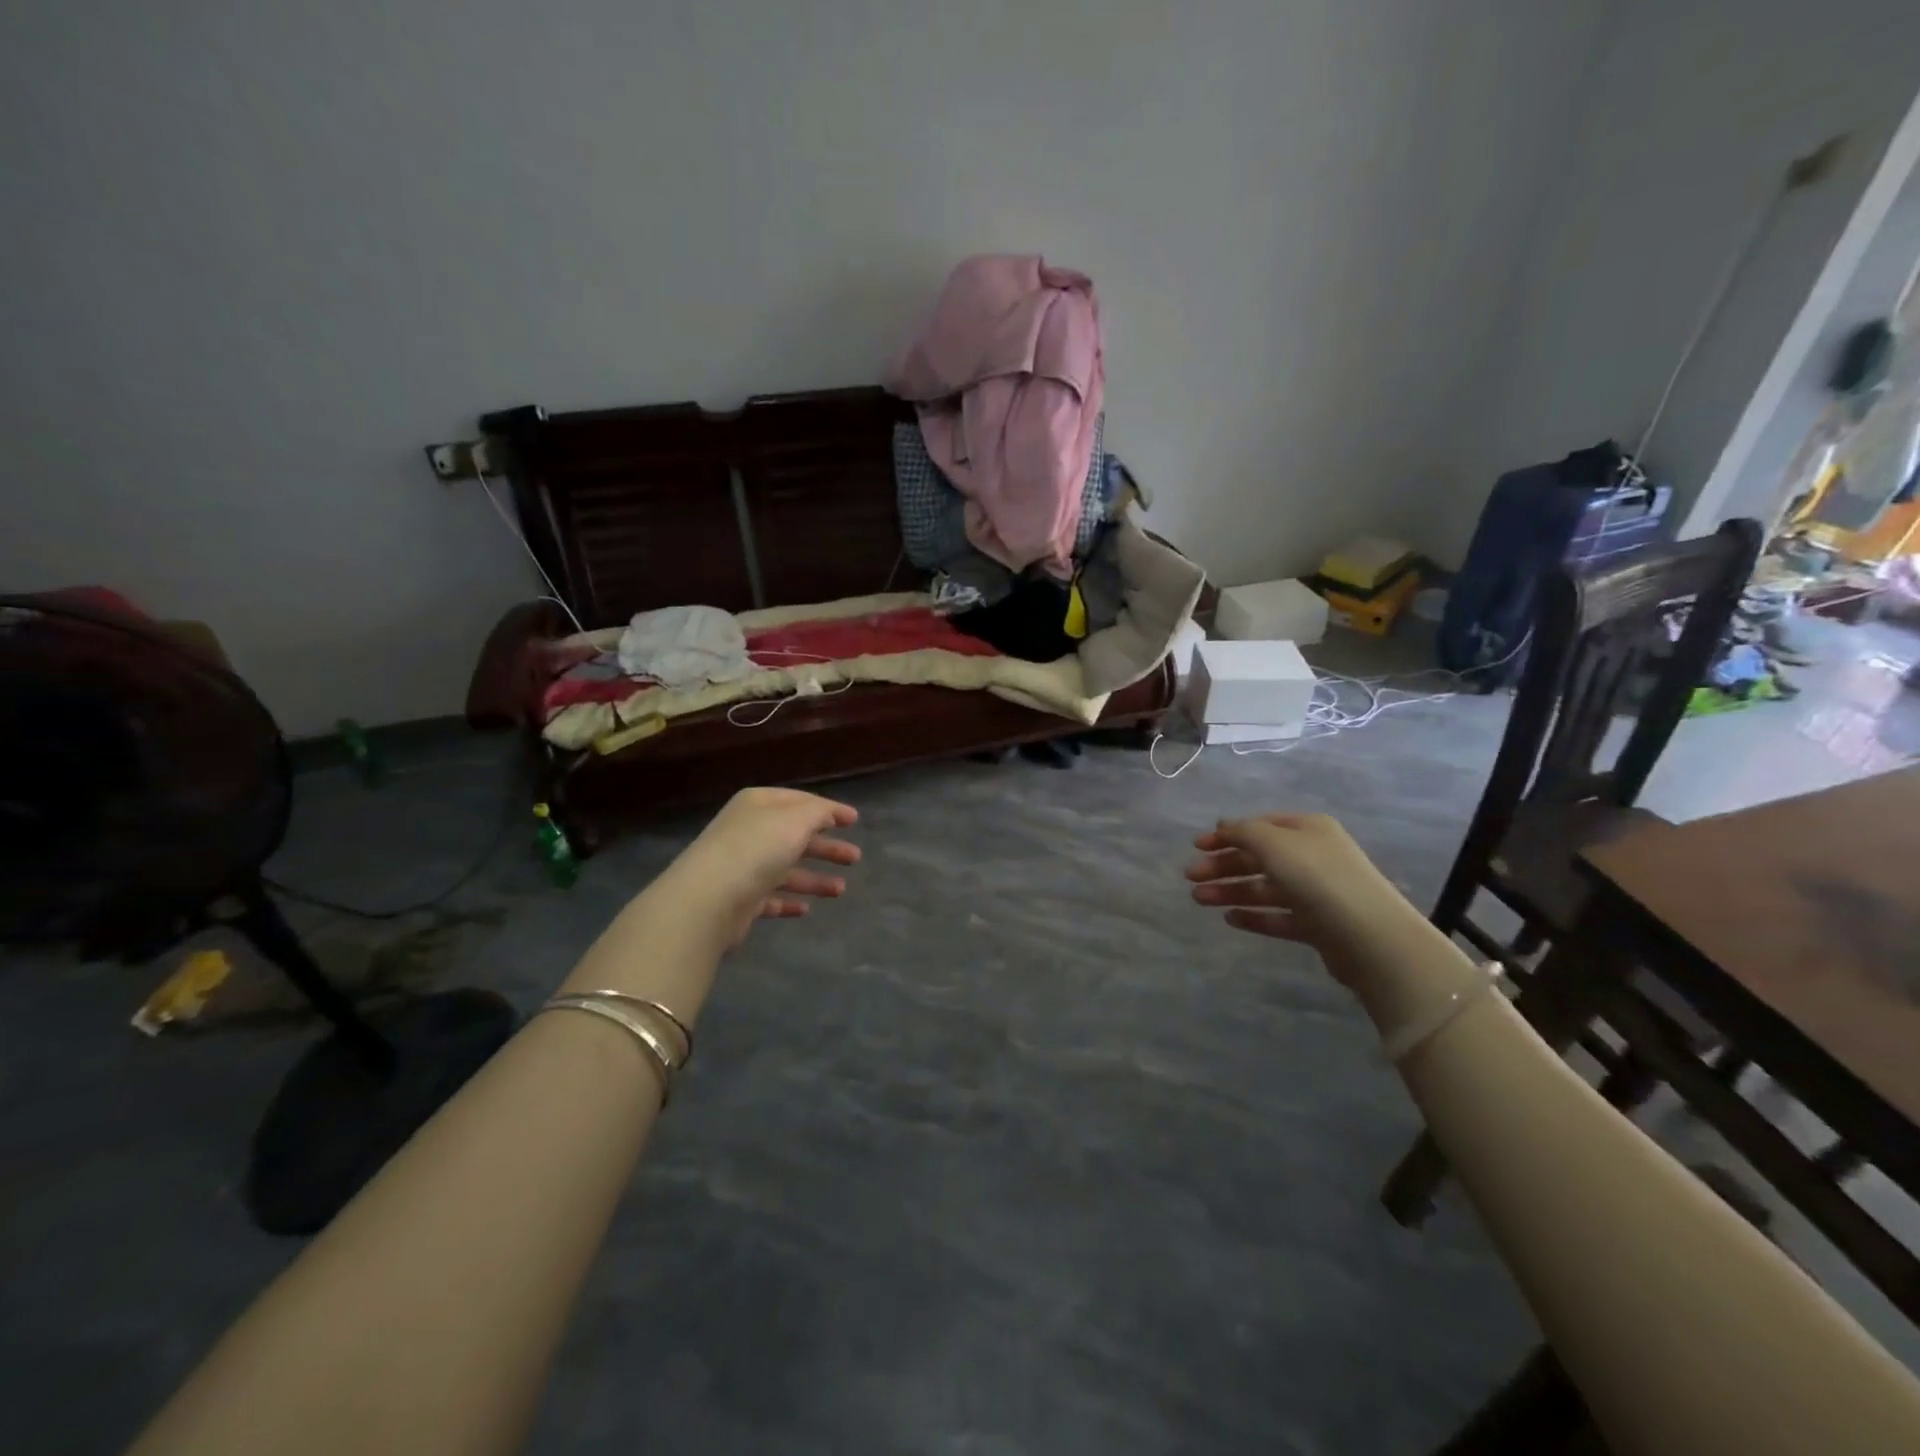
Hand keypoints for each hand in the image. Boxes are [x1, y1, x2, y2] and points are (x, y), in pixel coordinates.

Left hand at [659, 787, 860, 949]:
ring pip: (786, 869)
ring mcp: (742, 867)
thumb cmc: (756, 849)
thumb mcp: (795, 820)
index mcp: (758, 805)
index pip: (799, 801)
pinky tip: (807, 909)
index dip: (828, 809)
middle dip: (826, 846)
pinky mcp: (740, 900)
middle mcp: (749, 831)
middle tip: (855, 858)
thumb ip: (819, 813)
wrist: (707, 900)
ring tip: (840, 890)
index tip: (854, 820)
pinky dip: (789, 901)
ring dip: (814, 878)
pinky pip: (771, 897)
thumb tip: (830, 813)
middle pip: (795, 836)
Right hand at [1185, 812, 1407, 980]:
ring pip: (1264, 888)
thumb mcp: (1274, 842)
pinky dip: (1253, 915)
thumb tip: (1223, 826)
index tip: (1196, 846)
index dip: (1226, 834)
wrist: (1370, 937)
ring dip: (1230, 891)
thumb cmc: (1317, 877)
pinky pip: (1278, 916)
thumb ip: (1242, 832)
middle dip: (1223, 866)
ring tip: (1199, 900)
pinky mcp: (1317, 925)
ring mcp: (1316, 892)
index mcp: (1307, 829)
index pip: (1259, 826)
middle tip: (1191, 877)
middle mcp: (1313, 856)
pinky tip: (1229, 918)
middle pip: (1259, 858)